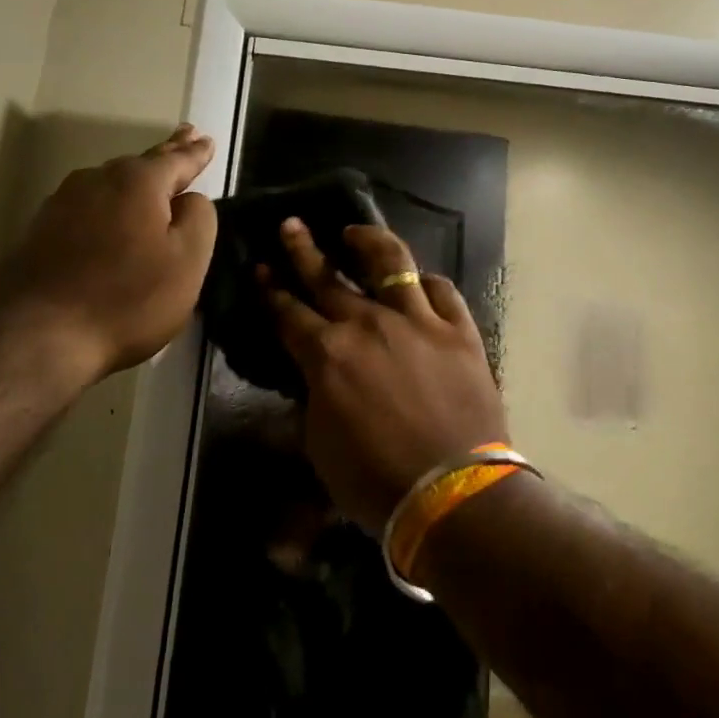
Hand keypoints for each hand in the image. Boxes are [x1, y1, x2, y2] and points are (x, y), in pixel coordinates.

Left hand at [0, 126, 216, 393]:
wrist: (35, 339)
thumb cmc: (127, 300)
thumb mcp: (187, 262)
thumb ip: (199, 218)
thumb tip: (189, 199)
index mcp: (138, 182)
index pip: (176, 159)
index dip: (195, 153)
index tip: (207, 139)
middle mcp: (96, 181)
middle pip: (140, 164)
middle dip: (166, 152)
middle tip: (185, 135)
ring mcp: (61, 205)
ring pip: (109, 184)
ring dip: (133, 180)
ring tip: (150, 175)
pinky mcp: (38, 234)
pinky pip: (86, 209)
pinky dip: (106, 207)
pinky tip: (109, 216)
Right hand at [266, 220, 506, 529]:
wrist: (452, 492)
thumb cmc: (376, 481)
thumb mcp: (320, 448)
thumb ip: (310, 403)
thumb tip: (308, 381)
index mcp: (327, 354)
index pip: (289, 312)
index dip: (271, 289)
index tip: (260, 267)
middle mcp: (368, 324)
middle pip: (328, 277)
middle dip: (304, 249)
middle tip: (291, 225)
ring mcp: (417, 320)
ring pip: (390, 263)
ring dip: (367, 242)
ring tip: (354, 231)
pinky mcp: (458, 329)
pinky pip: (441, 290)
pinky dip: (426, 282)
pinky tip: (419, 279)